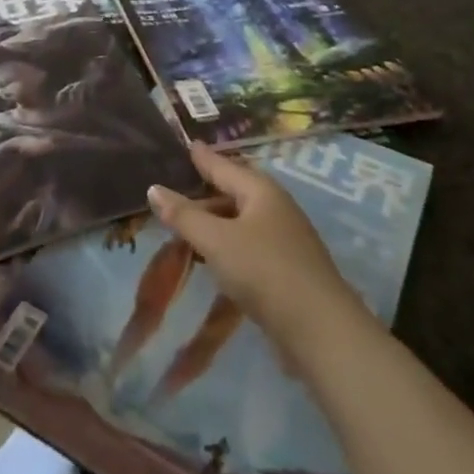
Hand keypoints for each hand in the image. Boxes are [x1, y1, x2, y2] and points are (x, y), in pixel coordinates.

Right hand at [148, 144, 361, 358]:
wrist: (320, 330)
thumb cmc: (264, 271)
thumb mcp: (216, 241)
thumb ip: (184, 216)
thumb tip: (154, 188)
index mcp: (261, 190)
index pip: (223, 166)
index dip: (202, 157)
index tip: (188, 144)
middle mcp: (275, 207)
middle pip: (234, 191)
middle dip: (206, 191)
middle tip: (176, 188)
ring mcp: (284, 238)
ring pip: (241, 220)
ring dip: (215, 221)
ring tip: (186, 224)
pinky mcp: (287, 268)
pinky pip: (248, 244)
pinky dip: (227, 244)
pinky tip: (212, 256)